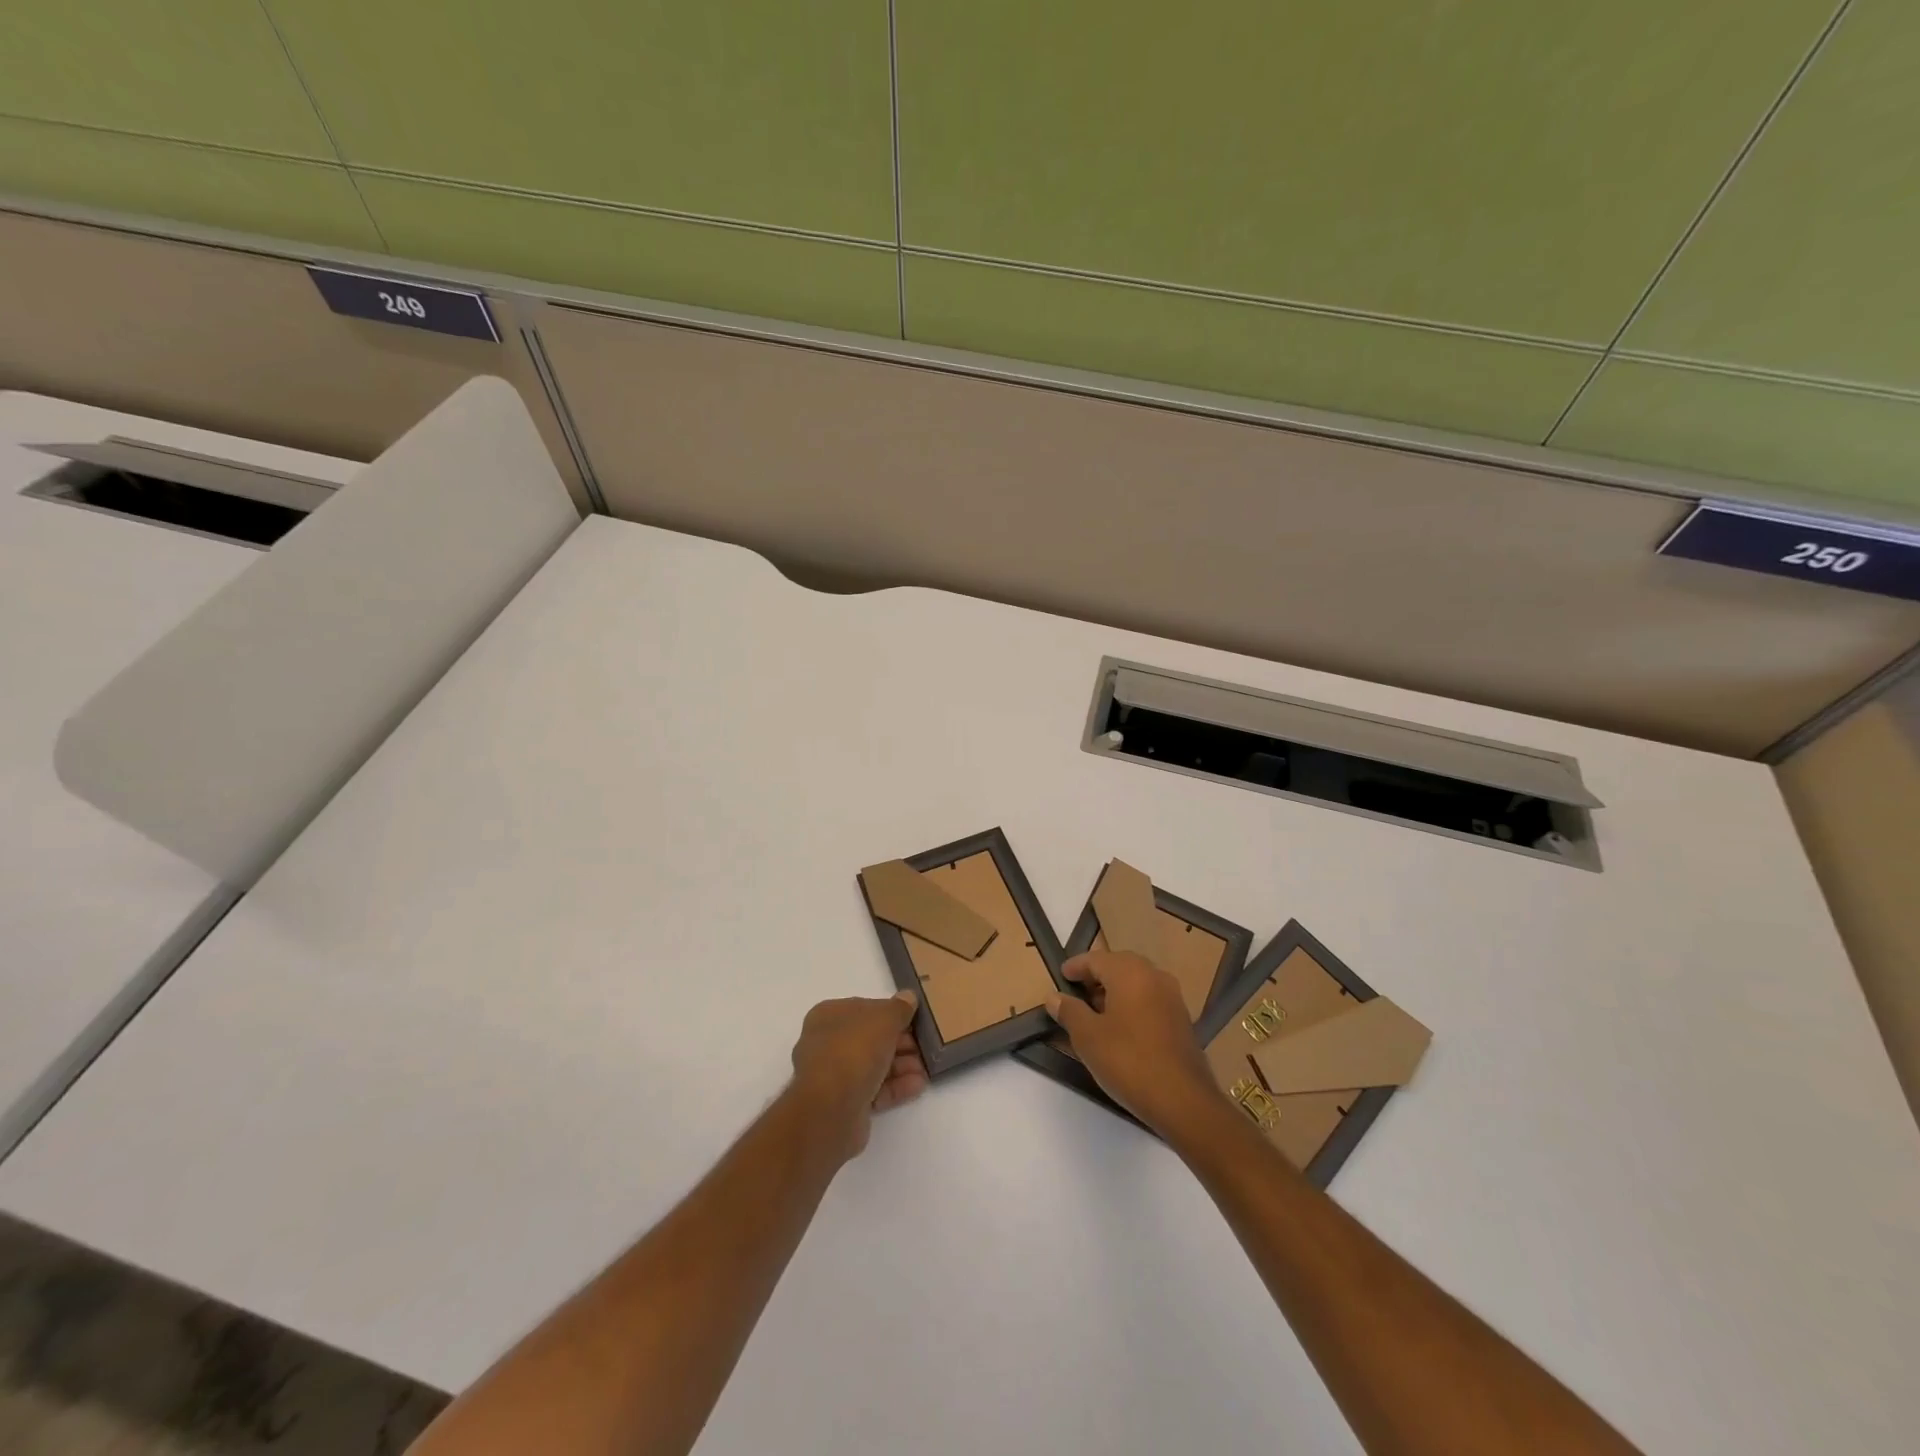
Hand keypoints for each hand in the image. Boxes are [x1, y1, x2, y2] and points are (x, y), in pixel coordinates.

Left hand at [790, 991, 927, 1158]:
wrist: (830, 1109)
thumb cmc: (854, 1050)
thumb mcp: (884, 1019)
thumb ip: (899, 1008)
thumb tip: (908, 997)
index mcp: (829, 1016)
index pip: (864, 1009)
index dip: (891, 1013)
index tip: (914, 1020)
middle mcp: (827, 1043)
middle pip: (870, 1039)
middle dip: (900, 1042)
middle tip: (924, 1046)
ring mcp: (834, 1076)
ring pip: (873, 1065)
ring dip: (901, 1065)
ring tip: (926, 1068)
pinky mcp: (844, 1104)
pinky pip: (874, 1090)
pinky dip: (896, 1087)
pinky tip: (918, 1085)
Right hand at [1045, 951, 1223, 1140]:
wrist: (1183, 1100)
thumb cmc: (1128, 1061)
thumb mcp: (1088, 1037)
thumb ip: (1069, 1011)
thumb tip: (1053, 997)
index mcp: (1130, 972)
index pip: (1096, 959)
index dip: (1076, 966)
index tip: (1060, 975)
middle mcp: (1154, 975)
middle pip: (1119, 966)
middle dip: (1096, 976)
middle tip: (1076, 992)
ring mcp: (1172, 997)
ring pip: (1136, 982)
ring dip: (1114, 991)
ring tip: (1094, 1012)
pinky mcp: (1181, 1019)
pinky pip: (1150, 999)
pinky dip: (1131, 1004)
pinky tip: (1120, 1028)